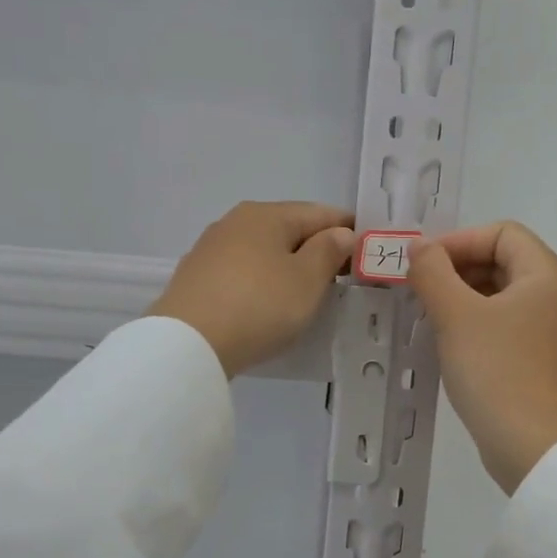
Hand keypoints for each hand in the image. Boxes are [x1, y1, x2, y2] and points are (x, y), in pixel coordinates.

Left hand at [149, 201, 355, 376]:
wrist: (188, 343)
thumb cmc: (259, 306)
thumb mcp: (307, 280)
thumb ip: (329, 251)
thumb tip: (340, 232)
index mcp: (267, 214)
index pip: (320, 213)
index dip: (348, 230)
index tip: (368, 252)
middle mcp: (236, 221)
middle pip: (289, 229)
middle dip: (318, 248)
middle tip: (343, 278)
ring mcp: (211, 248)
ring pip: (264, 250)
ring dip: (289, 266)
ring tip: (308, 293)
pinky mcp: (196, 277)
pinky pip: (243, 271)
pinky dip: (263, 281)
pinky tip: (269, 302)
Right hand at [409, 222, 556, 493]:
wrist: (530, 445)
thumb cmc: (496, 371)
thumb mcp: (456, 315)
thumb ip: (433, 272)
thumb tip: (419, 248)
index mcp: (547, 275)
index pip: (502, 233)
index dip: (459, 241)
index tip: (423, 264)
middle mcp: (556, 295)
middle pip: (503, 260)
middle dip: (458, 267)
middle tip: (419, 288)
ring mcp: (551, 328)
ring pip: (501, 293)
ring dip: (462, 294)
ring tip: (427, 312)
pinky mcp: (539, 357)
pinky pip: (504, 322)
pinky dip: (475, 320)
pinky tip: (447, 339)